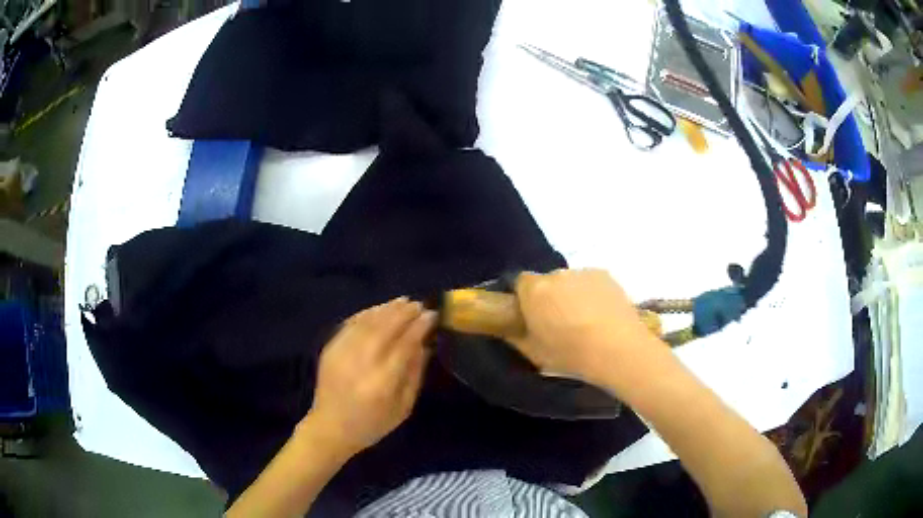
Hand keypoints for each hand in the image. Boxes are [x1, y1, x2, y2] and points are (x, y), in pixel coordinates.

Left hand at [308, 298, 436, 455]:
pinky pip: (350, 324)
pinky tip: (379, 309)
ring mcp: (342, 354)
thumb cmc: (373, 424)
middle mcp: (361, 364)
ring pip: (367, 322)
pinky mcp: (330, 349)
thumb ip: (414, 374)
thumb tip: (424, 344)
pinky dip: (367, 313)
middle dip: (404, 313)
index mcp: (382, 383)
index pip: (404, 345)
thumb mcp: (403, 408)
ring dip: (386, 309)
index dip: (419, 327)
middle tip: (419, 304)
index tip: (432, 315)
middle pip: (385, 329)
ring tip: (403, 301)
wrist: (330, 428)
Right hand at [508, 269, 656, 383]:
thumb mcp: (534, 354)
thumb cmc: (571, 354)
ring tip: (584, 320)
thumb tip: (510, 328)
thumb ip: (516, 336)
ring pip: (570, 282)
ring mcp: (584, 273)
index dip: (524, 298)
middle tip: (558, 322)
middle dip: (549, 297)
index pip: (520, 282)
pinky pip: (590, 282)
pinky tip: (601, 315)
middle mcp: (557, 274)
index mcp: (535, 291)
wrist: (618, 349)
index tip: (531, 316)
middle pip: (547, 281)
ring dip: (571, 295)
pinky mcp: (606, 275)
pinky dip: (592, 294)